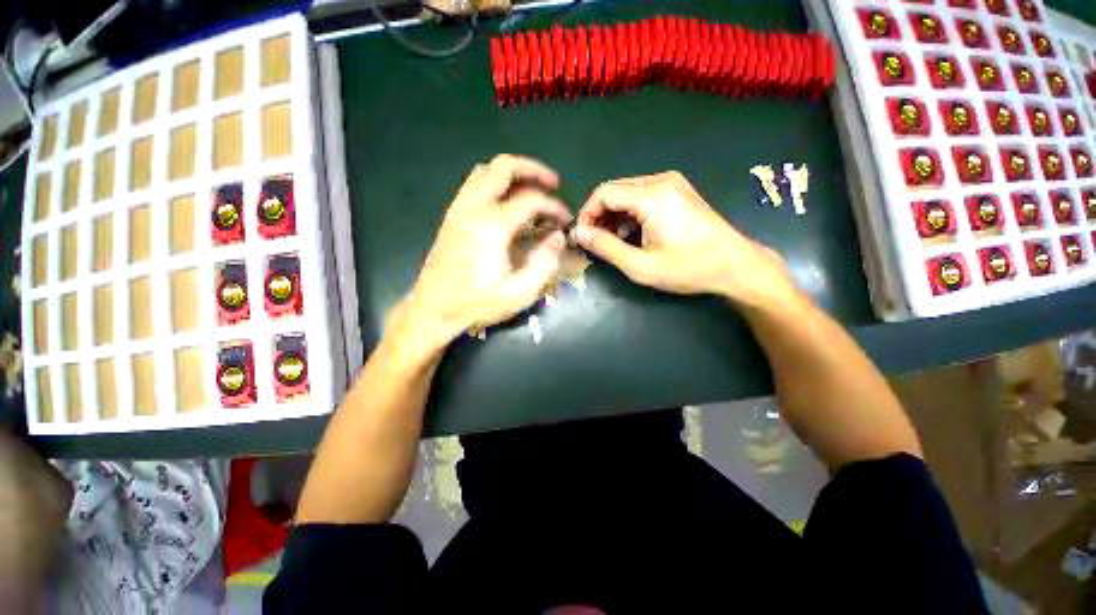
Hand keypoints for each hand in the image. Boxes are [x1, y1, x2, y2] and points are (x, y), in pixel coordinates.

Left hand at [402, 155, 571, 347]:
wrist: (434, 308)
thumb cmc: (478, 303)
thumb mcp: (520, 291)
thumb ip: (545, 262)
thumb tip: (557, 236)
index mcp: (493, 226)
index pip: (532, 200)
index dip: (554, 207)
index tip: (565, 221)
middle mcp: (474, 208)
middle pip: (504, 167)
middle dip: (533, 170)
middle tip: (553, 184)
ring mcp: (459, 209)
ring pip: (486, 171)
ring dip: (513, 174)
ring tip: (531, 189)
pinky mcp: (452, 216)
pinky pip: (474, 184)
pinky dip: (495, 183)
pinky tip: (506, 203)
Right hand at [574, 171, 797, 309]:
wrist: (735, 265)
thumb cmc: (688, 268)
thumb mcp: (640, 265)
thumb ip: (606, 247)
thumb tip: (579, 234)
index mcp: (652, 195)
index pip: (603, 193)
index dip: (587, 214)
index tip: (583, 237)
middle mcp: (660, 180)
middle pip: (614, 190)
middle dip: (599, 215)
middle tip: (596, 242)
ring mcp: (671, 183)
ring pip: (627, 192)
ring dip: (614, 215)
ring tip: (613, 242)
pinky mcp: (677, 190)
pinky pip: (642, 195)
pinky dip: (629, 213)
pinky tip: (632, 234)